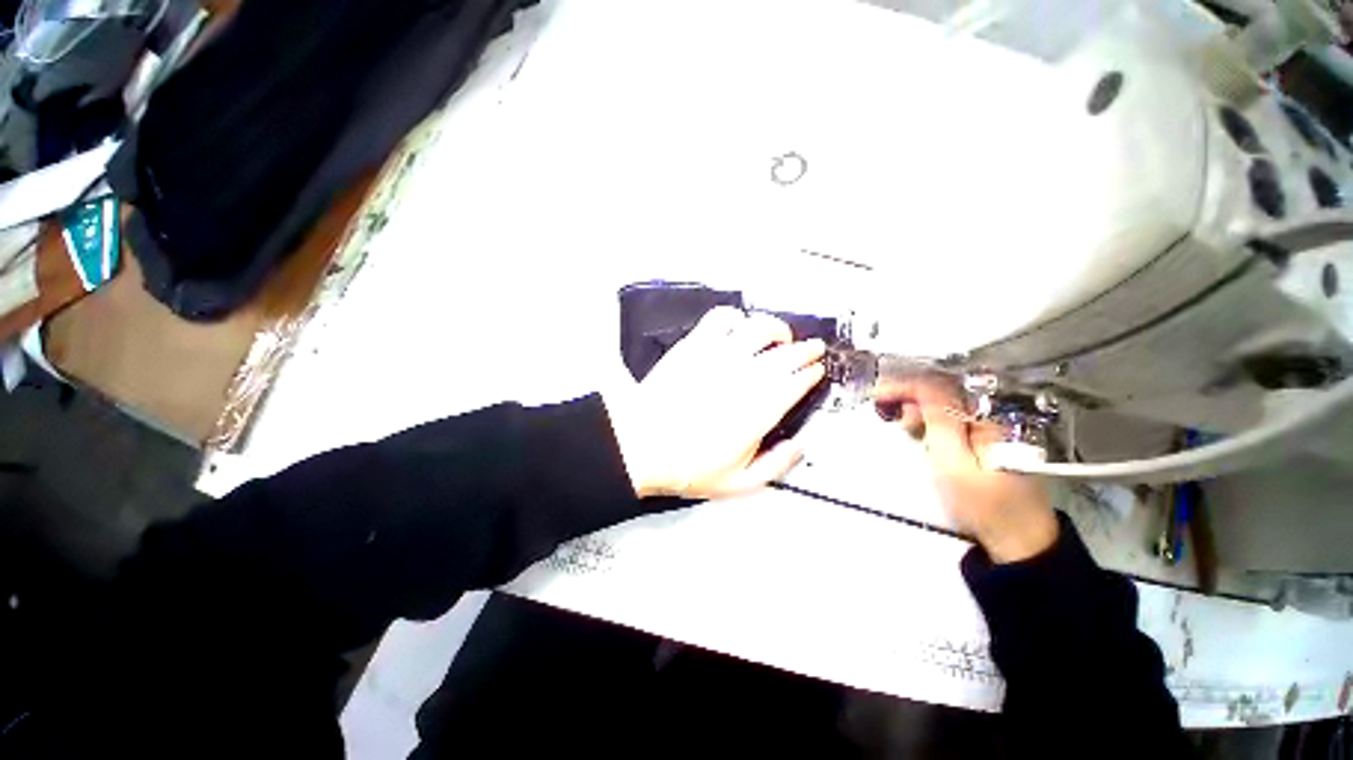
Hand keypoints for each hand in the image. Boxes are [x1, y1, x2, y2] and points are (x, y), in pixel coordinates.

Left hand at [603, 307, 825, 499]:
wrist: (642, 445)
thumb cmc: (688, 466)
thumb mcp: (739, 483)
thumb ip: (776, 465)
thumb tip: (799, 446)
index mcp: (759, 409)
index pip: (796, 381)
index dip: (810, 373)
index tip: (816, 370)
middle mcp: (744, 376)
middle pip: (786, 353)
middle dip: (806, 349)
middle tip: (813, 348)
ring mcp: (718, 356)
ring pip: (758, 328)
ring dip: (776, 328)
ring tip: (781, 334)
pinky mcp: (694, 345)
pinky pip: (720, 319)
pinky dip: (735, 317)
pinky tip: (738, 325)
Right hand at [879, 376, 1057, 562]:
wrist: (1018, 541)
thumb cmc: (983, 505)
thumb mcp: (955, 464)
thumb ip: (940, 422)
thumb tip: (922, 388)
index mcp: (989, 417)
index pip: (940, 387)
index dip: (905, 386)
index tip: (878, 395)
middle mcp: (993, 414)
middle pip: (944, 391)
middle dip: (911, 398)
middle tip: (890, 416)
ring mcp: (992, 427)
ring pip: (947, 405)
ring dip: (920, 411)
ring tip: (908, 429)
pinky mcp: (987, 439)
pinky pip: (952, 419)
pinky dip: (931, 422)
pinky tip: (923, 435)